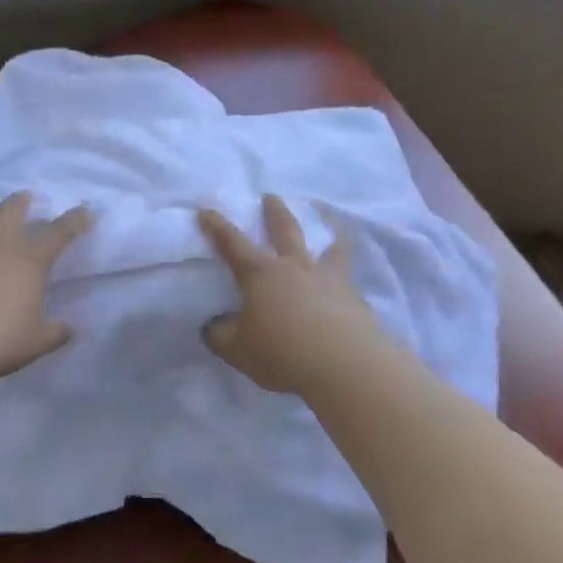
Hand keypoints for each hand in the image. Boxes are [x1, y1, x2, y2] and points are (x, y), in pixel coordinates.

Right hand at [198, 193, 389, 394]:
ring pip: (329, 245)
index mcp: (261, 274)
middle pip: (284, 230)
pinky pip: (349, 275)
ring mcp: (329, 279)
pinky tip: (347, 278)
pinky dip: (346, 269)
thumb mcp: (237, 350)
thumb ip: (220, 335)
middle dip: (274, 211)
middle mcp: (295, 267)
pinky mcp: (355, 298)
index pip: (233, 243)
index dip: (217, 227)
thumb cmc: (283, 353)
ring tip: (329, 221)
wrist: (345, 366)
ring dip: (327, 229)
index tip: (206, 210)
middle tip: (271, 196)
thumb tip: (212, 326)